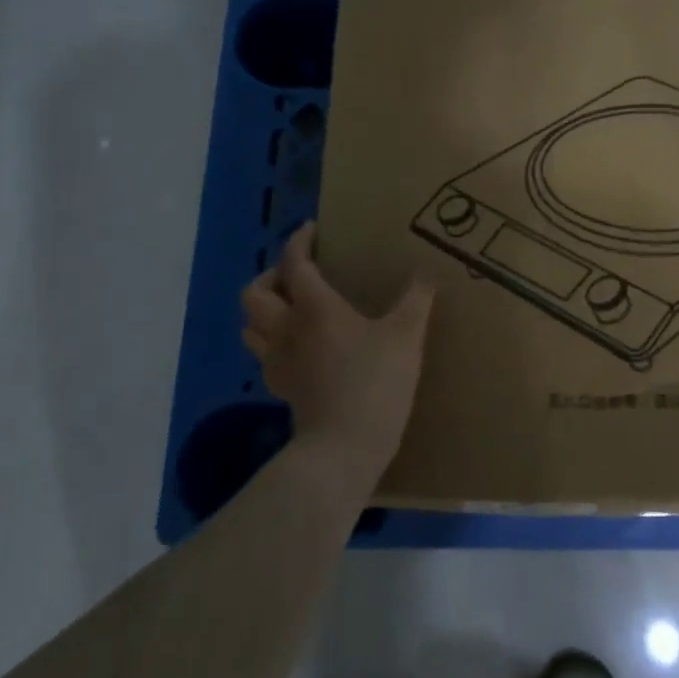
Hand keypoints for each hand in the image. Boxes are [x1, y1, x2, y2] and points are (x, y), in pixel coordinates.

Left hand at [240, 222, 434, 487]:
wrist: (344, 448)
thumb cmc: (374, 382)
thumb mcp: (406, 335)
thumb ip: (416, 300)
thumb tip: (426, 274)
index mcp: (314, 307)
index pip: (294, 263)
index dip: (299, 241)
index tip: (311, 229)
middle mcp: (287, 328)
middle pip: (254, 294)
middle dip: (271, 276)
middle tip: (299, 274)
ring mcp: (278, 362)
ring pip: (251, 326)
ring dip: (266, 310)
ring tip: (294, 307)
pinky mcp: (282, 389)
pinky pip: (265, 355)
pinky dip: (275, 342)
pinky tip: (301, 348)